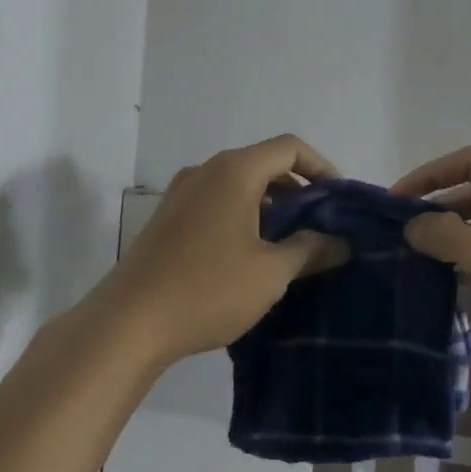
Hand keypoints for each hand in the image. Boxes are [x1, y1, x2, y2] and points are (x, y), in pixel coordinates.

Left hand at [103, 134, 347, 365]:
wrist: (129, 323)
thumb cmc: (209, 289)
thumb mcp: (271, 272)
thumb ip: (311, 250)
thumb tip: (341, 242)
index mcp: (234, 171)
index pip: (289, 148)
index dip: (322, 167)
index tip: (339, 200)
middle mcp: (206, 171)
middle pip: (264, 164)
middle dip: (297, 190)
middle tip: (320, 226)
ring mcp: (181, 194)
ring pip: (239, 186)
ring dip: (270, 206)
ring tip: (290, 245)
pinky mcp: (167, 219)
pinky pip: (216, 203)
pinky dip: (243, 217)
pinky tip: (250, 256)